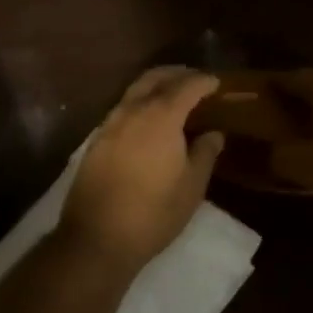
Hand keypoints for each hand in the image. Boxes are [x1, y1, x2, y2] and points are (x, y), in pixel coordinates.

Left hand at [61, 67, 224, 271]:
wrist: (97, 238)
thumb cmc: (153, 213)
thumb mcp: (191, 186)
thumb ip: (205, 153)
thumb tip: (214, 133)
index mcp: (161, 116)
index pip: (186, 86)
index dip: (203, 81)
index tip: (216, 83)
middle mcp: (133, 110)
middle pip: (155, 78)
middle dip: (177, 74)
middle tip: (194, 80)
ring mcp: (110, 124)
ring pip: (135, 90)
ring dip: (155, 85)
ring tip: (173, 96)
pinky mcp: (96, 140)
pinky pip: (122, 108)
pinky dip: (139, 102)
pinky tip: (148, 120)